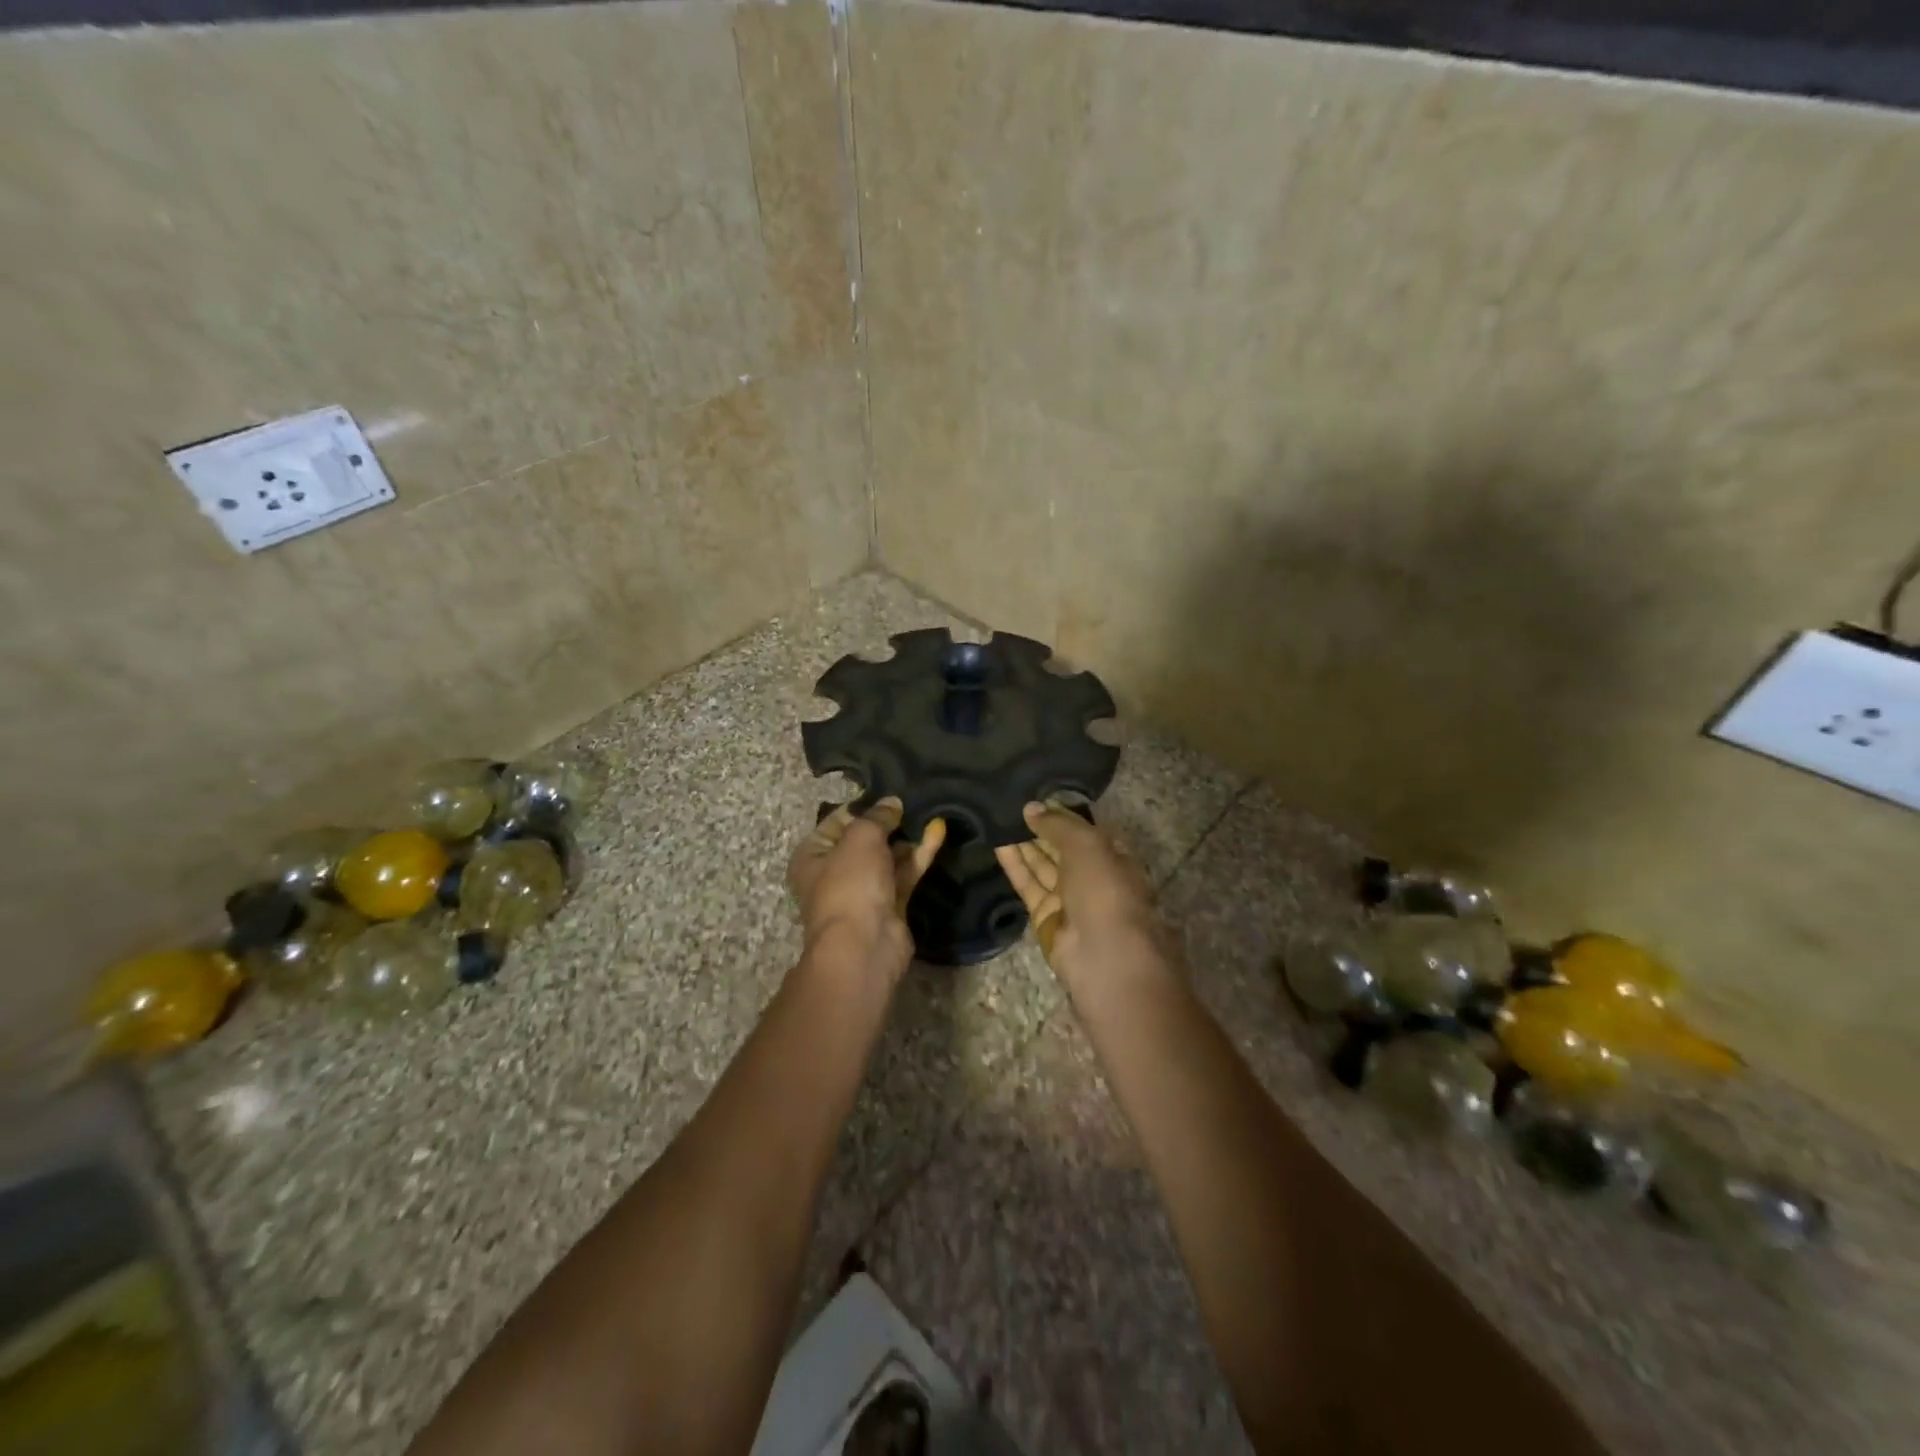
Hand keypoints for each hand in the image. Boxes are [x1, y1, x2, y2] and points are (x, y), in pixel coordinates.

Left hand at [788, 797, 945, 975]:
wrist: (864, 945)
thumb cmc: (849, 883)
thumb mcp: (861, 837)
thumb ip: (878, 816)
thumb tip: (892, 802)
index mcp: (812, 855)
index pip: (837, 820)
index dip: (863, 805)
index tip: (889, 791)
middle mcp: (834, 873)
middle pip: (865, 840)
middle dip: (889, 822)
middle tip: (915, 799)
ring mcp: (863, 891)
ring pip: (888, 857)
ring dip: (907, 838)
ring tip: (930, 811)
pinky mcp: (890, 905)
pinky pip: (905, 873)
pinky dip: (919, 855)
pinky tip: (938, 831)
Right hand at [994, 799, 1159, 981]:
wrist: (1104, 955)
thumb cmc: (1105, 889)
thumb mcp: (1086, 844)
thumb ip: (1057, 824)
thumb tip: (1031, 807)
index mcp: (1112, 856)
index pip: (1082, 830)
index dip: (1060, 815)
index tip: (1034, 797)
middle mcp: (1091, 876)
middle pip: (1060, 848)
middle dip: (1038, 828)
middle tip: (1009, 805)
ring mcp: (1068, 898)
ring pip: (1042, 865)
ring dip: (1023, 844)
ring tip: (997, 818)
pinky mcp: (1045, 917)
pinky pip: (1028, 885)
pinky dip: (1015, 865)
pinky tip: (997, 843)